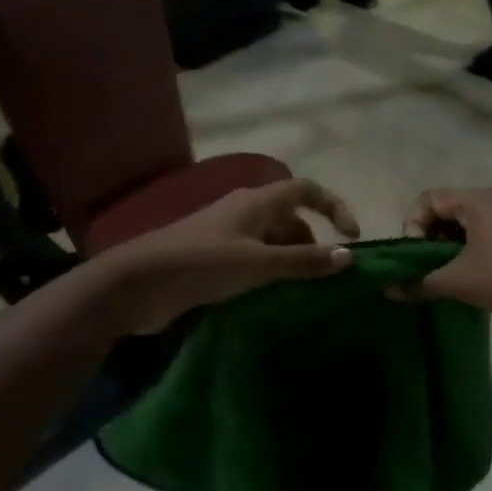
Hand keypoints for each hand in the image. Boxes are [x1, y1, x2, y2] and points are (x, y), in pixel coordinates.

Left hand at [94, 178, 360, 334]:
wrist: (138, 284)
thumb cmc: (201, 264)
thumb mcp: (258, 263)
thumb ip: (303, 260)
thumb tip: (349, 256)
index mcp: (256, 202)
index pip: (306, 190)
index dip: (334, 207)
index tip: (352, 238)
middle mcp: (244, 213)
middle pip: (291, 219)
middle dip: (313, 244)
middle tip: (325, 278)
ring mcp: (227, 237)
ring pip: (272, 243)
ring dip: (291, 262)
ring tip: (304, 293)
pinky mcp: (214, 261)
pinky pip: (254, 262)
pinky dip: (270, 275)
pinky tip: (274, 300)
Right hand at [400, 188, 491, 338]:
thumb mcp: (460, 283)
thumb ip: (421, 283)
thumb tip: (388, 290)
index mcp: (480, 200)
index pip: (429, 199)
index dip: (413, 225)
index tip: (416, 256)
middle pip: (451, 209)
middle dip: (432, 238)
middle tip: (430, 269)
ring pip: (474, 225)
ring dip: (455, 248)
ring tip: (452, 278)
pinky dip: (478, 252)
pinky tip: (480, 281)